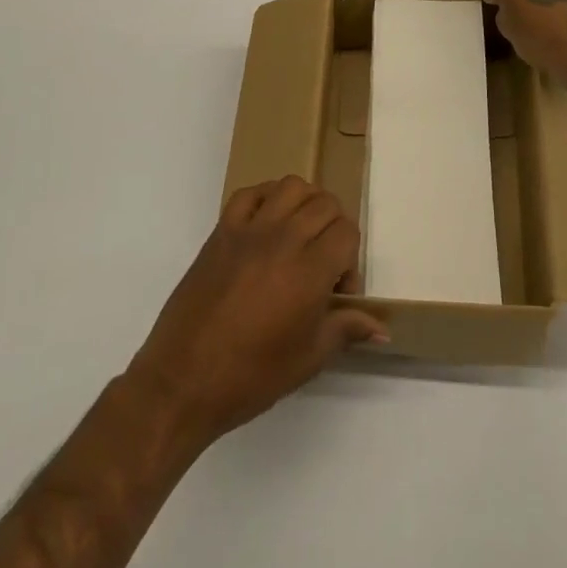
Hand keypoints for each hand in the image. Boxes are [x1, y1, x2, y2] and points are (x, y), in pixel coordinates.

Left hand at [128, 177, 387, 446]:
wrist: (183, 380)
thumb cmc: (250, 376)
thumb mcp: (308, 359)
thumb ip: (346, 329)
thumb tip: (383, 329)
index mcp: (309, 271)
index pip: (347, 232)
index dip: (350, 261)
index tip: (337, 292)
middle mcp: (284, 238)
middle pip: (325, 204)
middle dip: (334, 229)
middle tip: (322, 264)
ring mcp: (250, 229)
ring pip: (291, 187)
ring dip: (304, 204)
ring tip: (299, 236)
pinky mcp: (222, 229)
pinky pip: (250, 192)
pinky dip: (266, 198)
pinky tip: (266, 225)